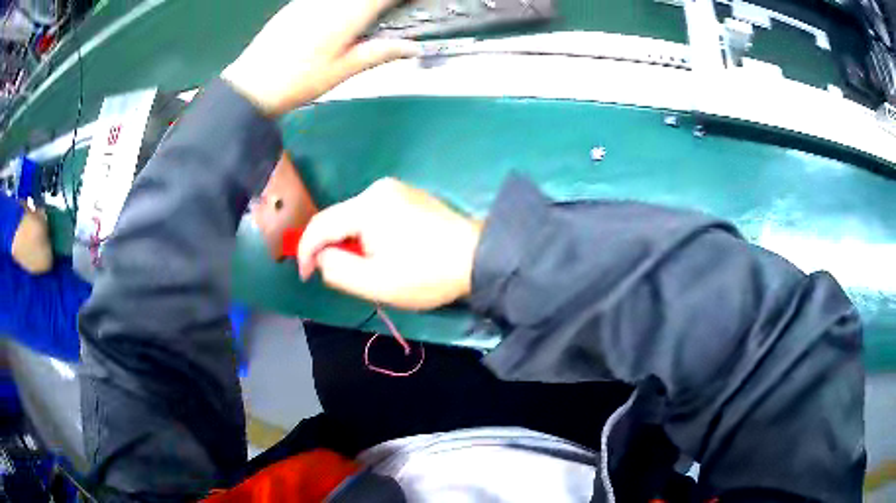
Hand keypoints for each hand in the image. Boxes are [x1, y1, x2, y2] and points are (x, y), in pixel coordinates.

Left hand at [221, 0, 419, 115]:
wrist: (251, 85)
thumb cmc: (299, 81)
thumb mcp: (344, 70)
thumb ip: (380, 52)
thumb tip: (412, 47)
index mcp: (348, 14)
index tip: (416, 3)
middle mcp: (331, 0)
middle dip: (382, 2)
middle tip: (392, 12)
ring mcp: (311, 0)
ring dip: (364, 3)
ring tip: (368, 17)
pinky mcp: (297, 4)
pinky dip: (344, 4)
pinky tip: (343, 15)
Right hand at [298, 178, 482, 309]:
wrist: (478, 257)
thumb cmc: (427, 274)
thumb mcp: (376, 283)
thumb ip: (337, 269)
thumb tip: (321, 256)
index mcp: (368, 206)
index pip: (320, 224)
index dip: (305, 250)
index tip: (306, 275)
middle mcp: (378, 189)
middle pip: (338, 219)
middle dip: (333, 248)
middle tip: (344, 276)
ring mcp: (395, 189)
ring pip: (354, 218)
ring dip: (352, 242)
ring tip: (371, 267)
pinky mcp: (407, 195)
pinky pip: (373, 214)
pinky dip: (368, 234)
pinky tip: (386, 252)